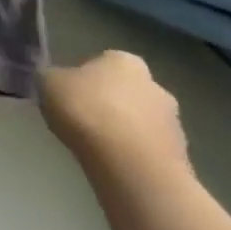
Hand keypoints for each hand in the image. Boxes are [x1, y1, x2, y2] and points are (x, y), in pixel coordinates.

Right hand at [41, 50, 191, 186]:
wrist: (132, 168)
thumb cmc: (87, 112)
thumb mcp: (48, 83)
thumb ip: (54, 78)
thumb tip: (57, 81)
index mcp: (125, 61)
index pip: (105, 62)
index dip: (87, 77)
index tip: (72, 94)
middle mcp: (155, 86)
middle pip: (128, 92)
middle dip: (112, 104)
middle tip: (86, 120)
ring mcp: (174, 125)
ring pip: (142, 123)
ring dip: (126, 132)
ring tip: (100, 148)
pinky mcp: (182, 160)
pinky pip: (150, 151)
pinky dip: (136, 156)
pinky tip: (116, 166)